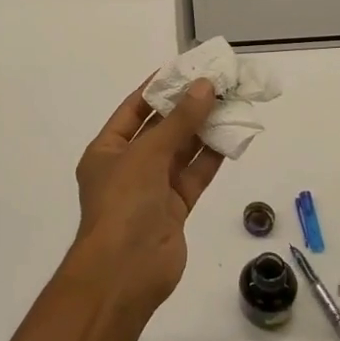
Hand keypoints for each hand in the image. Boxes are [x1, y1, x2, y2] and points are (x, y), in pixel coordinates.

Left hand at [66, 79, 223, 311]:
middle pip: (160, 129)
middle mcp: (128, 166)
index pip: (133, 110)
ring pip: (181, 152)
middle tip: (217, 83)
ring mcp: (152, 189)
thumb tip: (205, 86)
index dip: (158, 88)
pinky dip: (211, 157)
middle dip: (186, 108)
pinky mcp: (175, 208)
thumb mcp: (148, 153)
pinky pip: (194, 175)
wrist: (125, 271)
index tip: (185, 69)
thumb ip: (180, 121)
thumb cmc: (124, 203)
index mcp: (107, 150)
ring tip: (231, 103)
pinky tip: (232, 135)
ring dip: (203, 129)